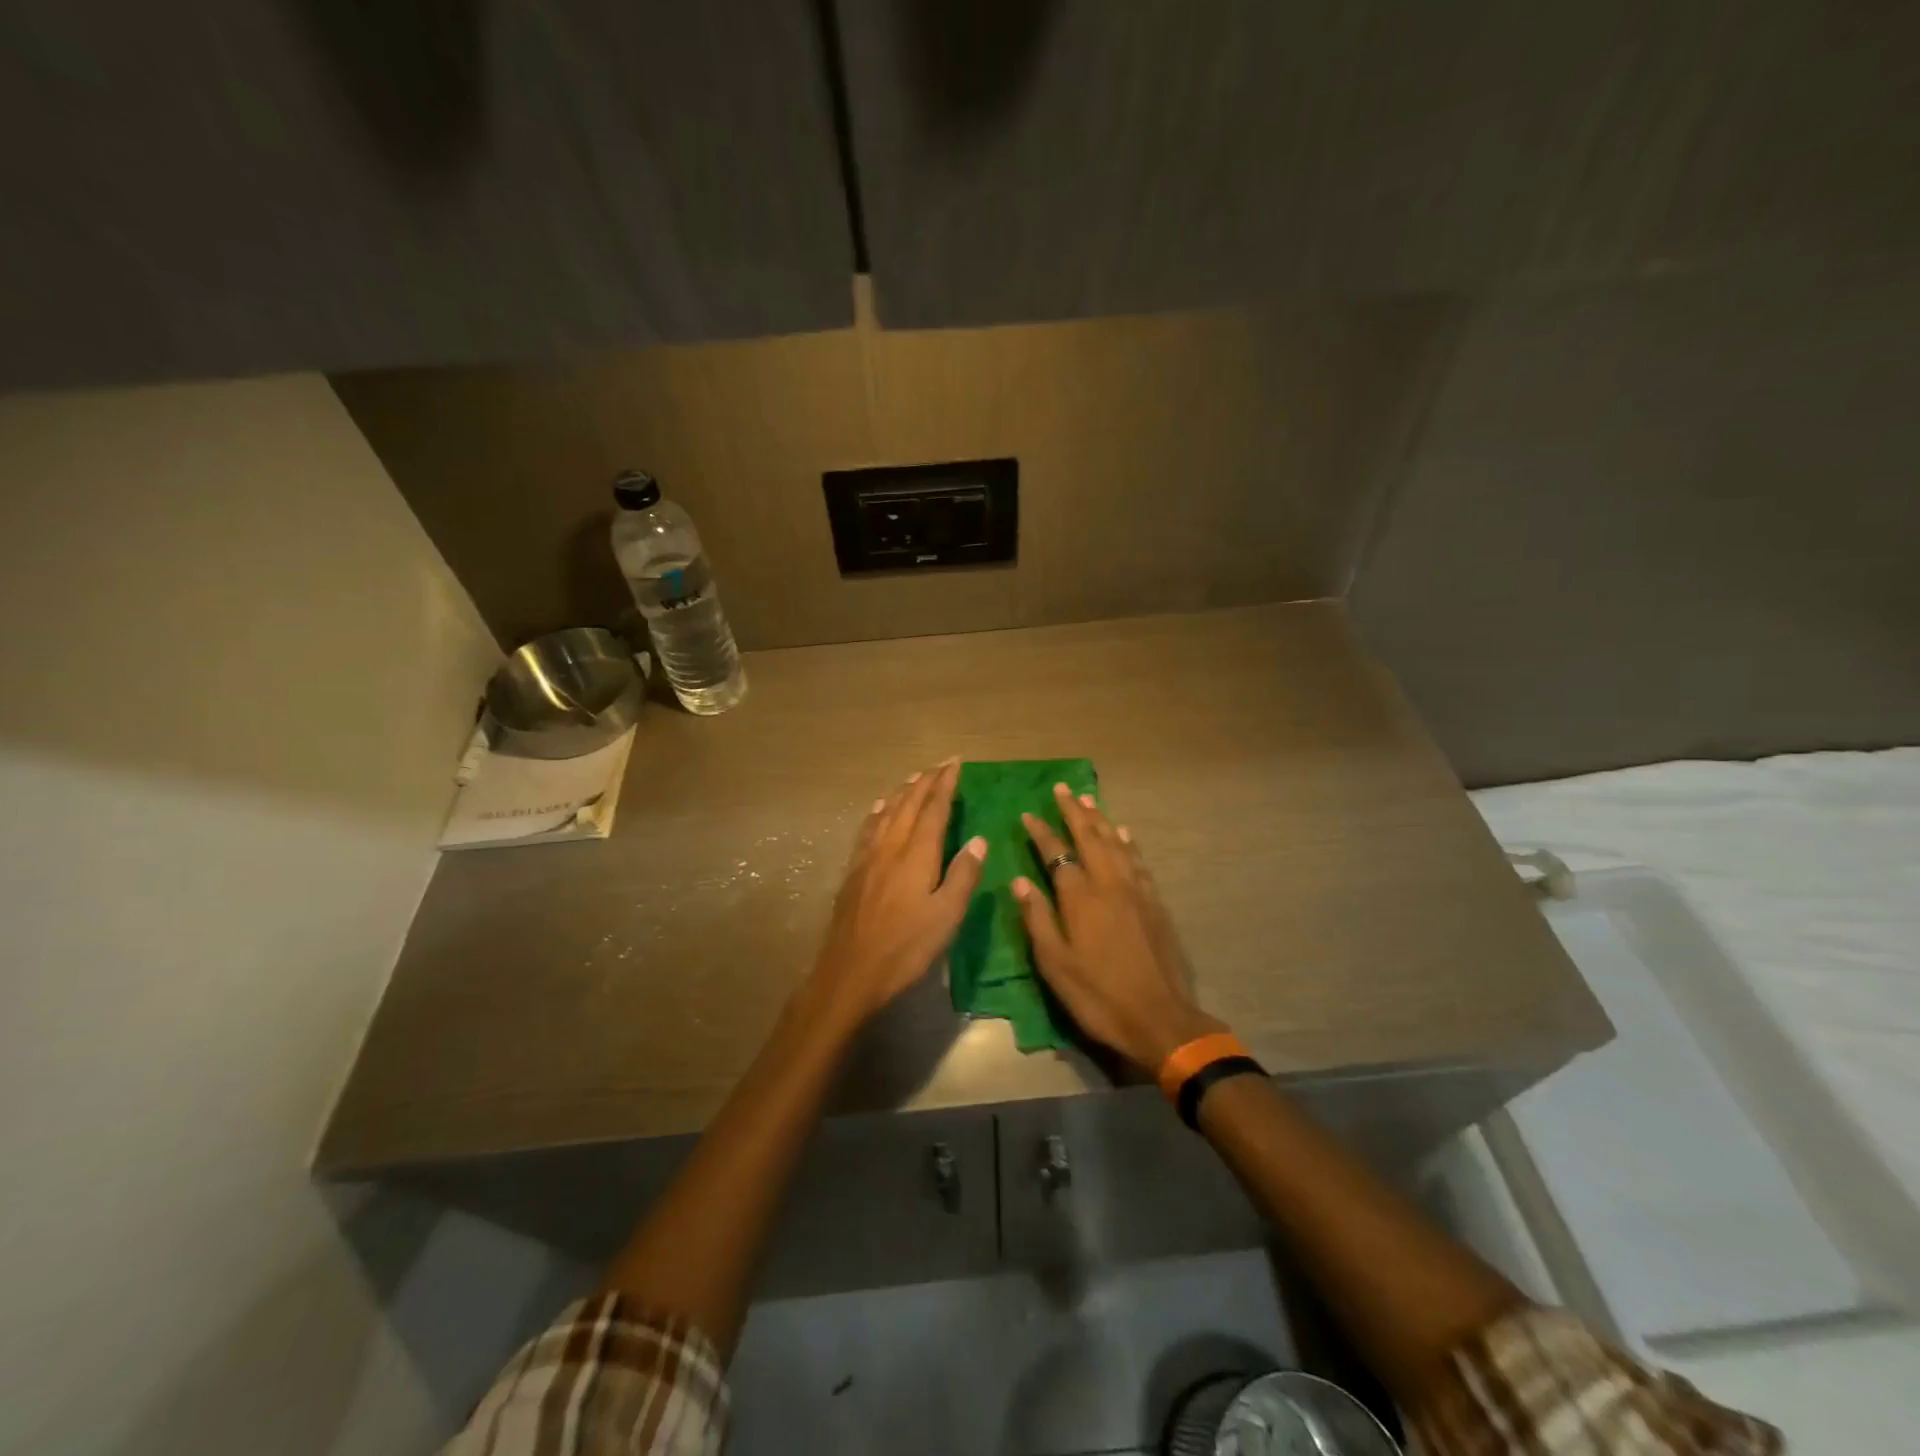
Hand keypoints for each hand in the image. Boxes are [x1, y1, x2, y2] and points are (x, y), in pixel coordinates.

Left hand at [808, 759, 987, 1024]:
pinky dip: (878, 812)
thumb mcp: (946, 917)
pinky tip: (880, 808)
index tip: (955, 764)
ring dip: (903, 792)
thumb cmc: (905, 948)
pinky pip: (868, 829)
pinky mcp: (853, 871)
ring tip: (915, 778)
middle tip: (940, 764)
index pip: (934, 810)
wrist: (850, 972)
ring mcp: (868, 858)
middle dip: (926, 782)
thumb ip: (963, 875)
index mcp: (917, 855)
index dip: (945, 785)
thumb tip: (980, 840)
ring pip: (887, 812)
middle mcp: (891, 847)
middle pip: (909, 804)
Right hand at [1014, 783, 1224, 1071]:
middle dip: (1074, 811)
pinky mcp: (1155, 903)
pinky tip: (1125, 834)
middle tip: (1063, 788)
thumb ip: (1037, 918)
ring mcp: (1136, 891)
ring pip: (1117, 843)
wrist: (1159, 1018)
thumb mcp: (1055, 964)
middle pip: (1090, 837)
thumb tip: (1019, 881)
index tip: (1028, 814)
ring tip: (1089, 800)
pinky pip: (1139, 861)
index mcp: (1080, 897)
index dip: (1041, 832)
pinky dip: (1129, 842)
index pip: (1057, 853)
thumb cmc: (1098, 995)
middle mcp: (1109, 883)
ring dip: (1101, 819)